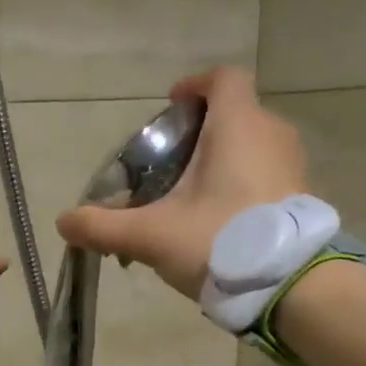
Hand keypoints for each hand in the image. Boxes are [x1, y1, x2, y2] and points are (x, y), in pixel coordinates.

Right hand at [55, 66, 308, 299]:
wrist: (291, 286)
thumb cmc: (219, 241)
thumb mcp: (151, 236)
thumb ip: (103, 227)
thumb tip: (64, 223)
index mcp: (237, 125)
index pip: (222, 79)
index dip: (195, 86)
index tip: (171, 107)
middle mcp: (272, 134)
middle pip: (235, 115)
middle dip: (202, 133)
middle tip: (171, 166)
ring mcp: (293, 166)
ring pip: (252, 147)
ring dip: (223, 162)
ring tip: (193, 198)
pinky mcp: (302, 197)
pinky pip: (267, 177)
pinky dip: (243, 187)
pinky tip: (221, 224)